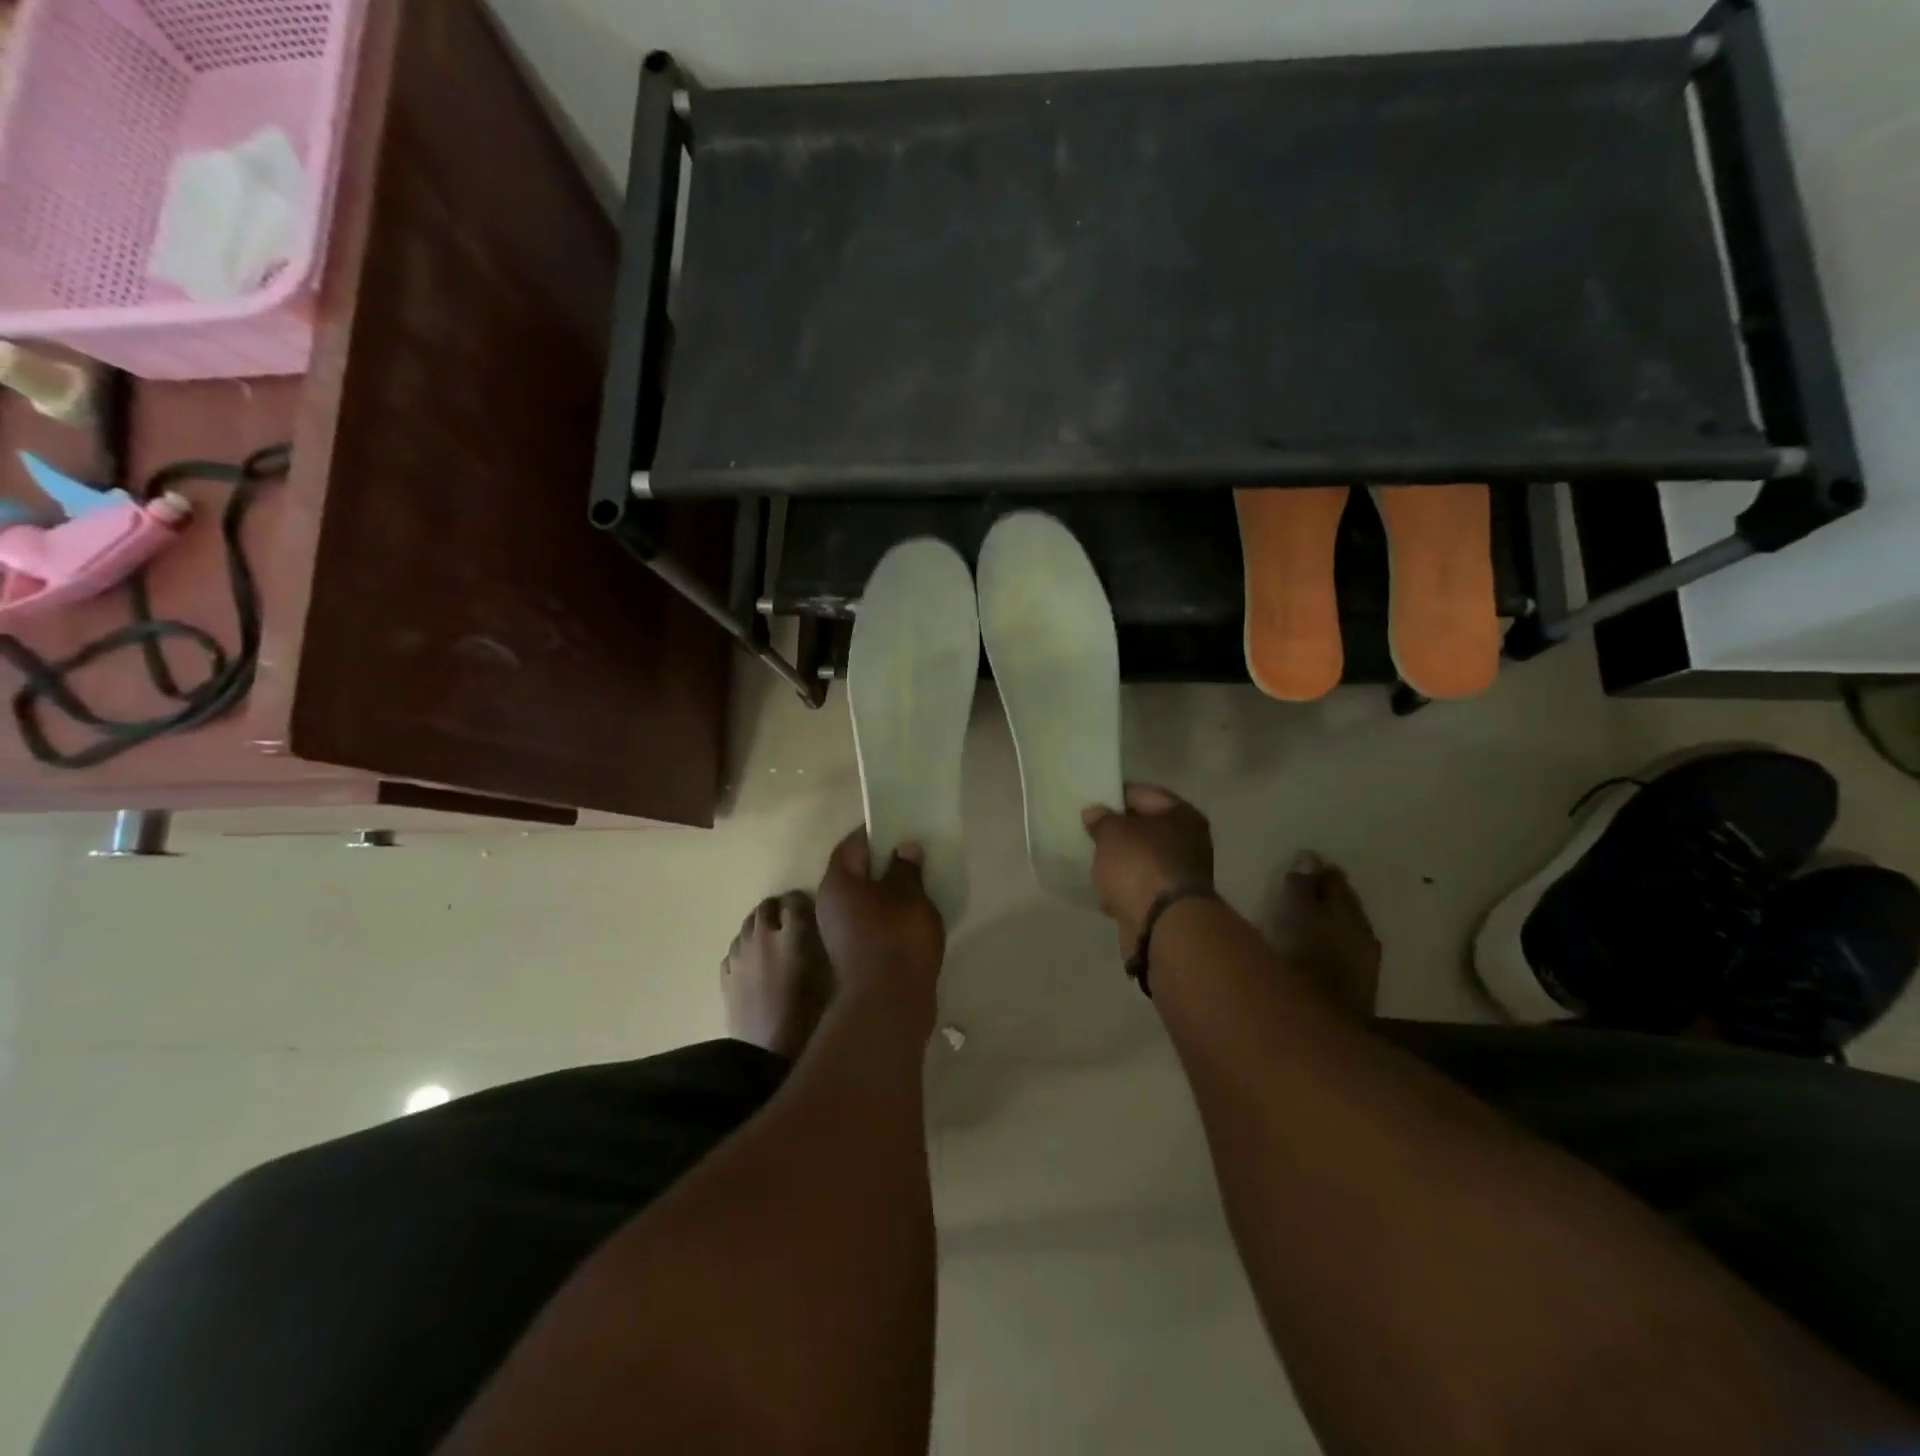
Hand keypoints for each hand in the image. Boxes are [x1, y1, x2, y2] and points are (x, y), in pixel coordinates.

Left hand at [815, 828, 945, 1020]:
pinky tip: (910, 917)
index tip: (898, 827)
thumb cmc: (897, 937)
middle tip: (910, 855)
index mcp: (837, 883)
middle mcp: (828, 905)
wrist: (888, 1004)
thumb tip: (904, 848)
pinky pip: (868, 923)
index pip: (851, 845)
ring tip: (915, 885)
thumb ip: (907, 867)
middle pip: (854, 873)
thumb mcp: (909, 894)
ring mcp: (837, 934)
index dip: (874, 833)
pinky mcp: (851, 956)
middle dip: (880, 863)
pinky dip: (885, 915)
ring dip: (884, 892)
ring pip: (861, 901)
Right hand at [1082, 784, 1214, 947]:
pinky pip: (1140, 887)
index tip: (1091, 803)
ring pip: (1141, 859)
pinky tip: (1105, 892)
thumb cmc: (1140, 866)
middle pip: (1144, 829)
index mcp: (1180, 814)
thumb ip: (1101, 819)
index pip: (1143, 793)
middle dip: (1117, 833)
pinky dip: (1124, 888)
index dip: (1115, 796)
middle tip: (1089, 834)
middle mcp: (1188, 841)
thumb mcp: (1112, 833)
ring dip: (1120, 863)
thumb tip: (1095, 813)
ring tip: (1094, 865)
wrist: (1163, 926)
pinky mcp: (1169, 903)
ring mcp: (1181, 874)